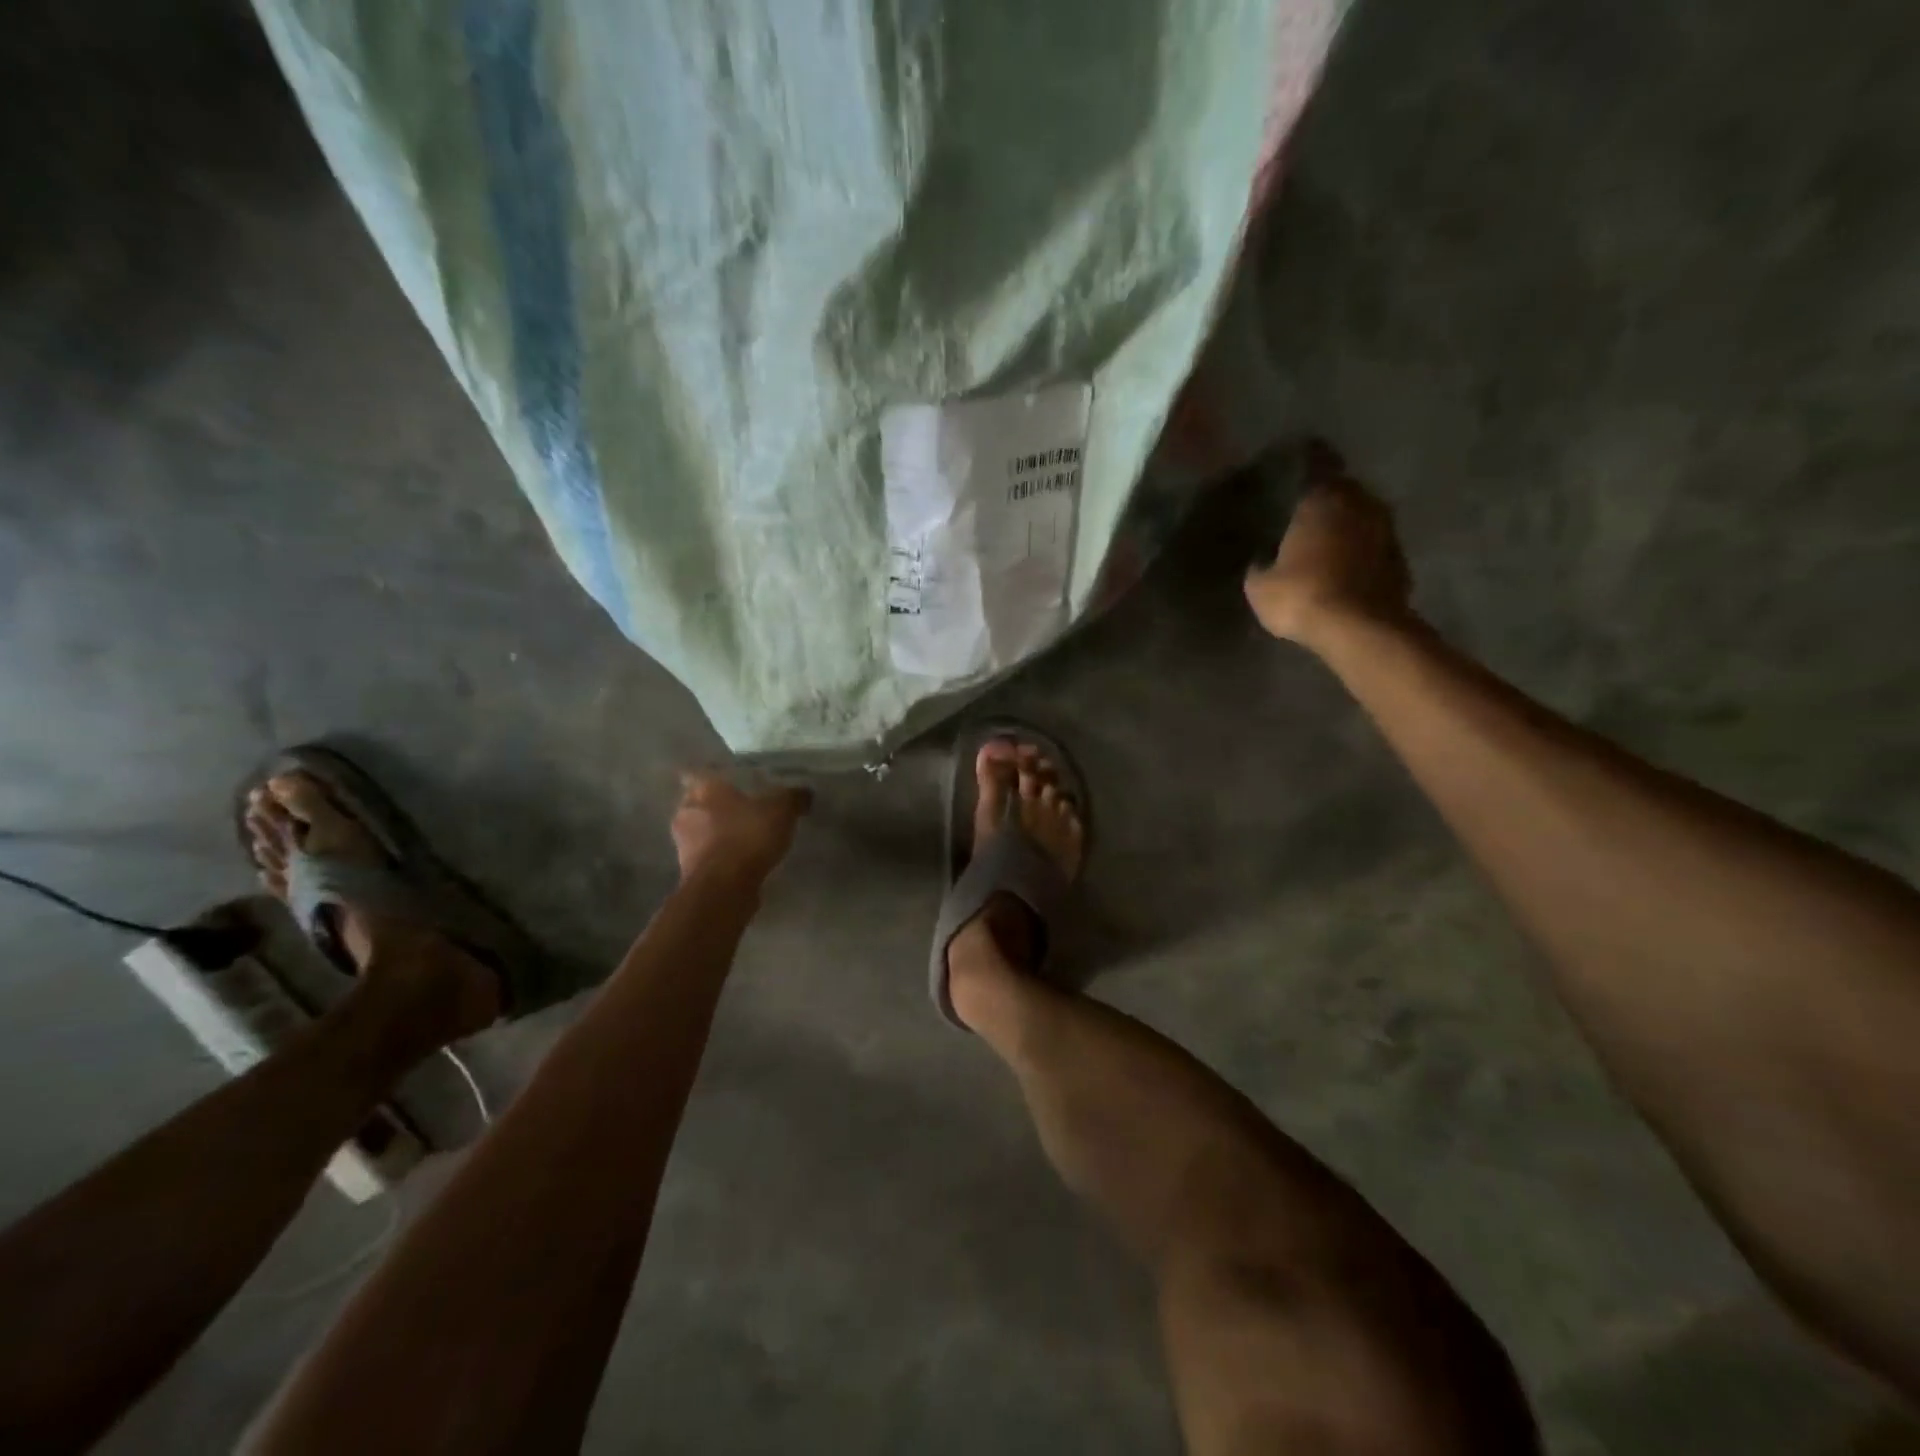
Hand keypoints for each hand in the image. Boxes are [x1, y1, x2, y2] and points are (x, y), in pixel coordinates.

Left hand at [671, 772, 811, 883]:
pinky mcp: (690, 872)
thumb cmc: (747, 836)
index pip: (698, 774)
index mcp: (703, 789)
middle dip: (717, 807)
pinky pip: (708, 857)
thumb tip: (804, 793)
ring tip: (746, 837)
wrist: (723, 888)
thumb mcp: (781, 810)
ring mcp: (684, 844)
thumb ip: (792, 798)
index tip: (729, 781)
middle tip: (743, 808)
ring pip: (702, 832)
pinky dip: (722, 857)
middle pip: (699, 804)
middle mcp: (686, 812)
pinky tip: (743, 861)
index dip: (713, 777)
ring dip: (719, 834)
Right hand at [1244, 442, 1412, 649]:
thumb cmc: (1303, 595)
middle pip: (1344, 489)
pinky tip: (1345, 565)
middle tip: (1307, 507)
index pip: (1318, 463)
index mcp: (1323, 499)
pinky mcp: (1399, 559)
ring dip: (1347, 524)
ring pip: (1362, 516)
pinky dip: (1361, 550)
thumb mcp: (1260, 586)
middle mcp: (1360, 503)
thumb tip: (1263, 561)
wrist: (1360, 629)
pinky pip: (1373, 545)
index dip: (1309, 457)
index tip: (1301, 456)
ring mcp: (1386, 531)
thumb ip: (1261, 565)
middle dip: (1328, 496)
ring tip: (1326, 537)